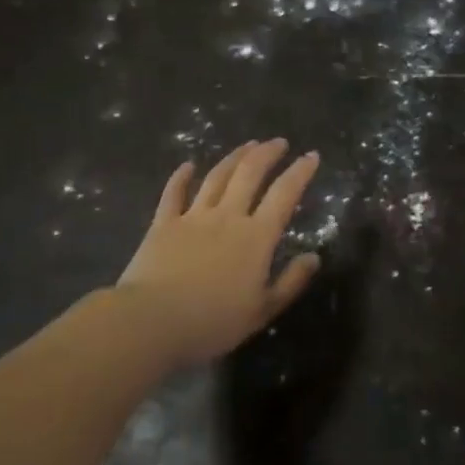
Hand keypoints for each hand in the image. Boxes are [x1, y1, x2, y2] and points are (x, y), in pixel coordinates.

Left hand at [114, 139, 321, 366]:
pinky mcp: (163, 224)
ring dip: (234, 157)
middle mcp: (227, 217)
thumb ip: (291, 282)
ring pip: (217, 177)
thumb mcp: (262, 311)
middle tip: (279, 142)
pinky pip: (173, 193)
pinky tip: (187, 165)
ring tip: (247, 145)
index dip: (300, 172)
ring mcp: (193, 217)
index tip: (311, 155)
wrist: (151, 322)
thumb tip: (314, 258)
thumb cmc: (212, 322)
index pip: (284, 194)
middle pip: (250, 174)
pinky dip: (181, 176)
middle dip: (267, 153)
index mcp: (256, 237)